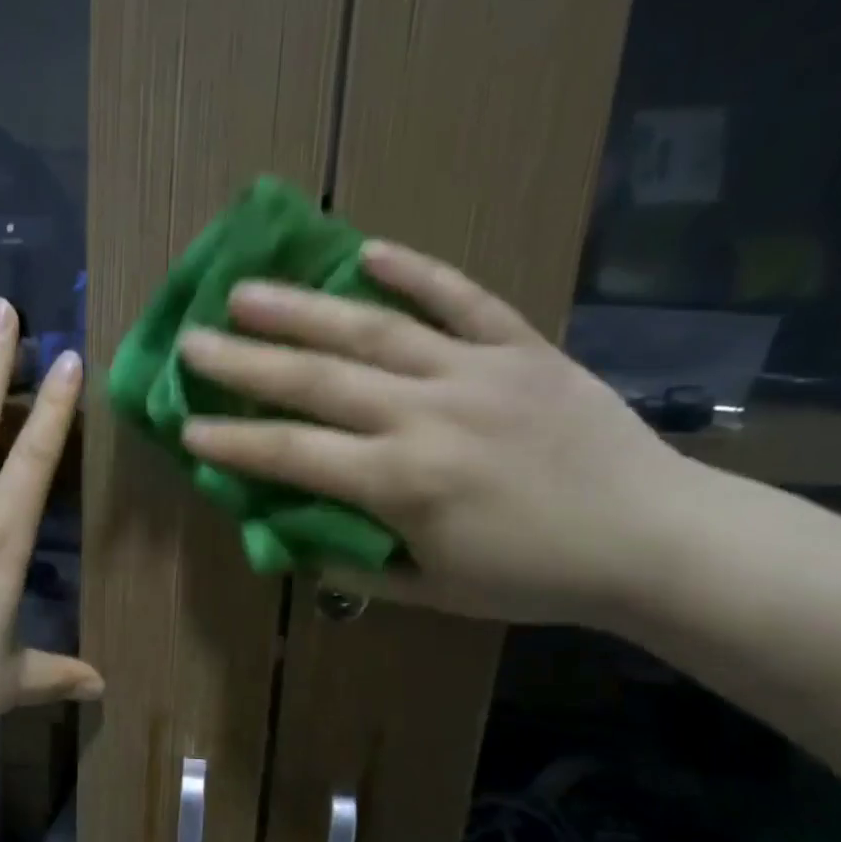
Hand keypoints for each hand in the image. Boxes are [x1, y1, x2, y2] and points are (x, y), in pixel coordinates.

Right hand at [177, 240, 701, 624]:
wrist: (655, 539)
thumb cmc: (534, 576)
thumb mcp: (432, 590)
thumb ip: (355, 562)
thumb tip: (293, 535)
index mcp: (403, 483)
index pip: (294, 455)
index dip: (233, 441)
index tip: (185, 427)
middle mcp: (428, 416)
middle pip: (318, 380)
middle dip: (245, 361)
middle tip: (192, 341)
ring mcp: (476, 373)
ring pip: (374, 330)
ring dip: (303, 308)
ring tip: (246, 290)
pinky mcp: (522, 348)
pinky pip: (463, 299)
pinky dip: (416, 272)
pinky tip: (367, 251)